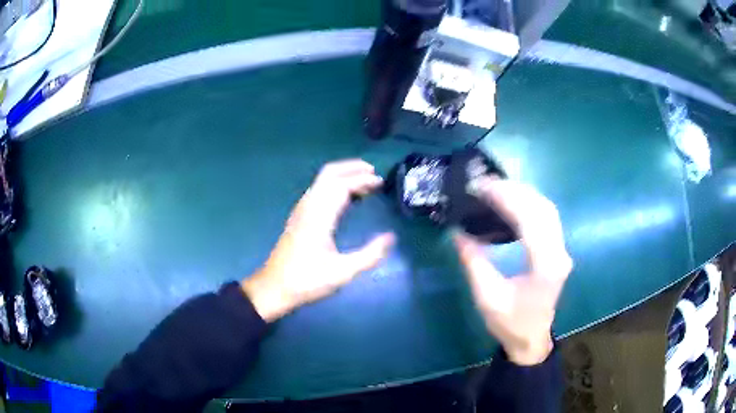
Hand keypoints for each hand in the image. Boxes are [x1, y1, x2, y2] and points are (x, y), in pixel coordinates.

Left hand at [242, 160, 394, 321]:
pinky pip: (318, 191)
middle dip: (352, 168)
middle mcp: (308, 207)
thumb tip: (391, 237)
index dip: (362, 180)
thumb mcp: (343, 272)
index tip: (381, 182)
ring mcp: (301, 210)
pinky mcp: (298, 217)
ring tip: (365, 184)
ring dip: (343, 176)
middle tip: (373, 173)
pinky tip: (346, 200)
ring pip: (322, 181)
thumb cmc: (307, 281)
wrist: (274, 288)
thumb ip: (370, 255)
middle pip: (329, 174)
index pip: (341, 185)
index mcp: (319, 216)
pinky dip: (334, 186)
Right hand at [453, 177, 572, 364]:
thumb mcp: (487, 297)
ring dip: (522, 193)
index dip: (506, 198)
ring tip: (495, 187)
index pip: (530, 219)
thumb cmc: (510, 324)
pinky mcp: (558, 249)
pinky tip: (512, 201)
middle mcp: (559, 252)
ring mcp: (562, 249)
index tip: (481, 187)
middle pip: (542, 207)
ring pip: (547, 208)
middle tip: (485, 183)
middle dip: (514, 189)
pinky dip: (529, 203)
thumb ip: (474, 263)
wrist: (531, 339)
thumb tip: (457, 232)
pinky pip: (546, 217)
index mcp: (545, 265)